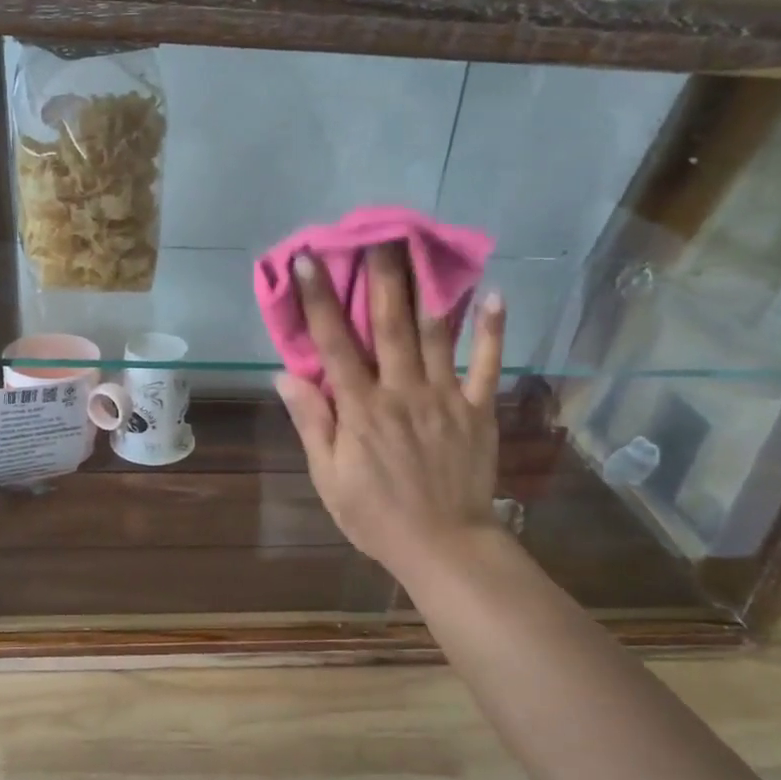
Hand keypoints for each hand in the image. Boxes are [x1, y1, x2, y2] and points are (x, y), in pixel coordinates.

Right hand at [275, 243, 507, 585]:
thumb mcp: (328, 476)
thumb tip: (286, 376)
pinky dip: (493, 330)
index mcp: (361, 409)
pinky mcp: (478, 411)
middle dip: (382, 276)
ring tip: (426, 247)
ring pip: (437, 334)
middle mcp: (402, 392)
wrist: (443, 546)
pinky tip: (494, 294)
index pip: (335, 345)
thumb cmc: (375, 515)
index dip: (320, 300)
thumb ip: (312, 423)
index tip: (310, 260)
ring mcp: (445, 398)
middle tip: (379, 233)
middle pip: (391, 325)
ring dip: (430, 288)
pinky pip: (487, 365)